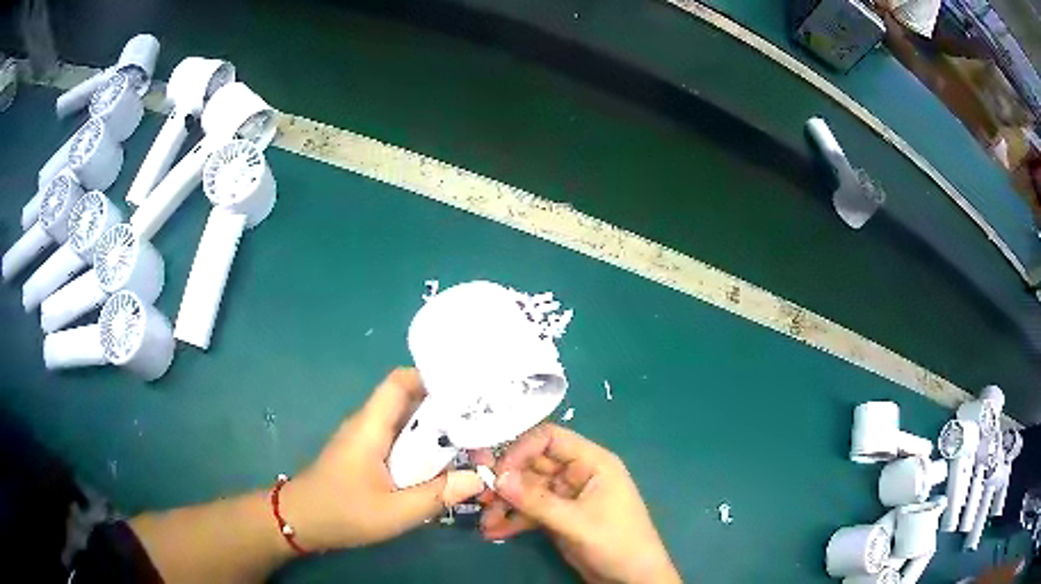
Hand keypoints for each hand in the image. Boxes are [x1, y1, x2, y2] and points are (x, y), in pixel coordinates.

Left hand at [281, 368, 484, 550]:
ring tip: (471, 447)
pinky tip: (443, 467)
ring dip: (437, 433)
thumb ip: (436, 495)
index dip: (433, 379)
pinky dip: (423, 449)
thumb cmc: (342, 512)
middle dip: (446, 412)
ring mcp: (367, 440)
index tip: (468, 394)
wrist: (301, 521)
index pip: (401, 381)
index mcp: (371, 426)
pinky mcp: (367, 456)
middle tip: (481, 429)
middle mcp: (369, 424)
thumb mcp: (393, 512)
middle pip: (411, 401)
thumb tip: (478, 478)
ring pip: (407, 423)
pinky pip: (400, 442)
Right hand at [477, 424, 680, 583]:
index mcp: (591, 462)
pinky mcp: (559, 517)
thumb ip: (536, 501)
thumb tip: (497, 477)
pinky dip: (512, 519)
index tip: (497, 472)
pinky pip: (530, 511)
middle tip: (479, 496)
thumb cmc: (616, 542)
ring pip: (527, 490)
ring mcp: (566, 496)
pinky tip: (494, 532)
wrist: (632, 578)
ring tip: (485, 521)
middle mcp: (576, 474)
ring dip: (504, 503)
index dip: (521, 449)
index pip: (550, 439)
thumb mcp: (576, 522)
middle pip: (533, 465)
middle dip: (506, 481)